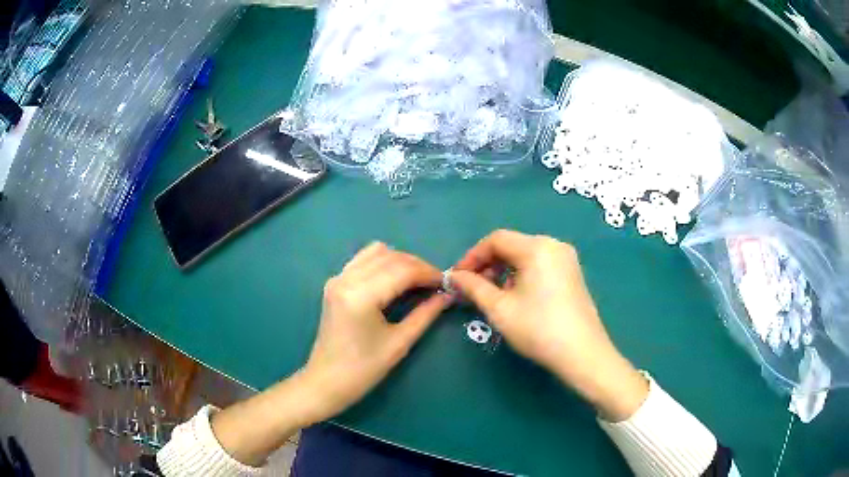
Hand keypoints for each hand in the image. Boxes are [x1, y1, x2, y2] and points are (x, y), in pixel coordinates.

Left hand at [302, 242, 451, 420]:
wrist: (327, 381)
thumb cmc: (364, 369)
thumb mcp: (399, 343)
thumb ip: (425, 314)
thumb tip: (447, 295)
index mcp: (361, 295)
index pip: (403, 270)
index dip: (429, 273)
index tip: (448, 283)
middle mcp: (346, 279)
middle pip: (390, 257)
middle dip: (418, 266)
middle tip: (436, 284)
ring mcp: (338, 278)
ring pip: (376, 252)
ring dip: (401, 261)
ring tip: (418, 281)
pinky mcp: (335, 283)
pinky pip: (363, 260)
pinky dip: (384, 263)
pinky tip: (395, 280)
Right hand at [451, 230, 647, 420]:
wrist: (582, 354)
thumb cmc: (538, 329)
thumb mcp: (499, 308)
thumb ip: (473, 287)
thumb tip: (454, 276)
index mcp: (537, 247)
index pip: (496, 239)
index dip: (472, 256)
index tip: (457, 278)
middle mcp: (554, 245)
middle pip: (512, 245)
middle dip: (488, 264)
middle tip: (472, 288)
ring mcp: (567, 259)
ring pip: (525, 256)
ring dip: (504, 270)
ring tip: (492, 295)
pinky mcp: (572, 273)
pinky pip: (540, 265)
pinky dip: (521, 275)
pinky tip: (516, 297)